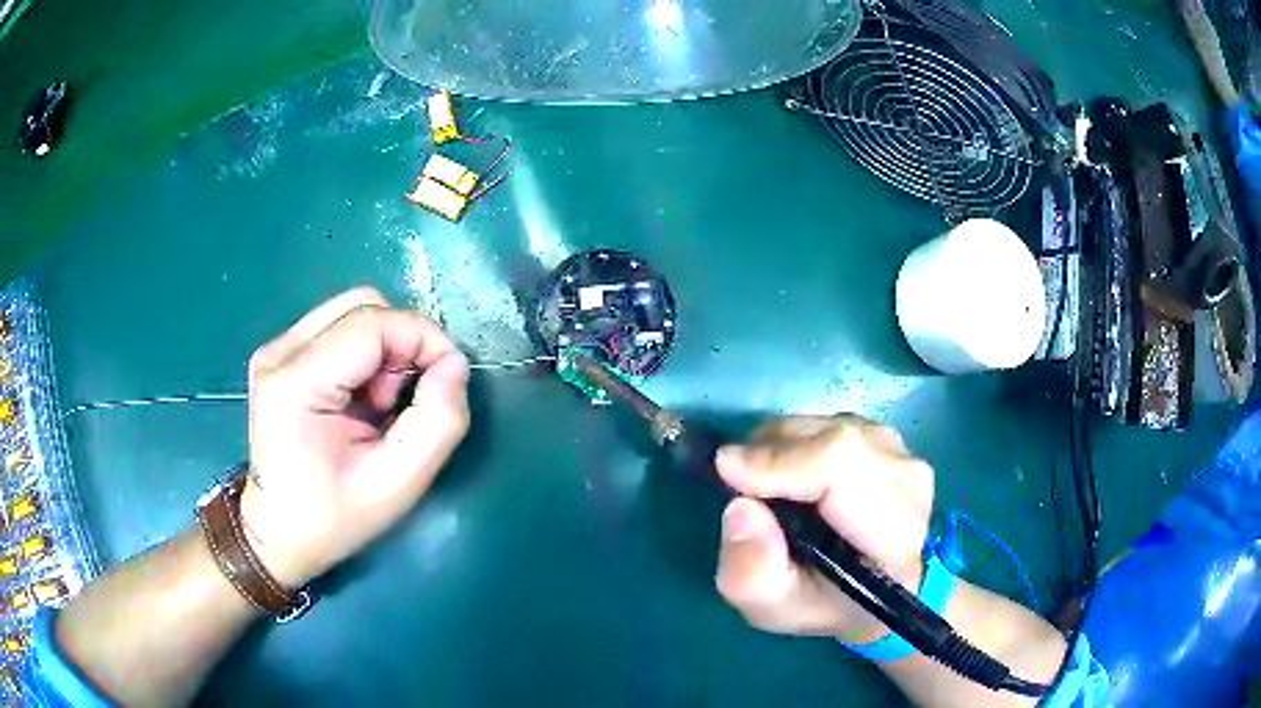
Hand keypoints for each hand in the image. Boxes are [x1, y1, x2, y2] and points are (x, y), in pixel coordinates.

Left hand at [238, 287, 470, 587]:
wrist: (276, 533)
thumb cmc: (333, 518)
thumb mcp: (398, 485)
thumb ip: (438, 421)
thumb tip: (454, 365)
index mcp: (296, 383)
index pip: (373, 323)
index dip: (424, 338)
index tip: (450, 377)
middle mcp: (280, 352)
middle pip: (362, 305)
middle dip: (402, 343)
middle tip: (405, 400)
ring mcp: (276, 349)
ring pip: (352, 312)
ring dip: (384, 349)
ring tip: (379, 404)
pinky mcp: (280, 355)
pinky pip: (338, 329)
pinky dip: (365, 355)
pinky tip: (359, 398)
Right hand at [715, 414, 932, 643]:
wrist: (871, 585)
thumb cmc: (824, 602)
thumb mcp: (774, 608)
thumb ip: (751, 573)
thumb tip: (740, 508)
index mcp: (895, 535)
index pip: (846, 469)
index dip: (784, 461)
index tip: (727, 469)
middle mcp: (909, 482)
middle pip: (834, 440)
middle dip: (772, 453)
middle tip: (736, 482)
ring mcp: (902, 452)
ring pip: (827, 427)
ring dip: (781, 447)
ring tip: (763, 485)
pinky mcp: (887, 436)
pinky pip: (828, 423)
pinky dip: (795, 441)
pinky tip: (789, 474)